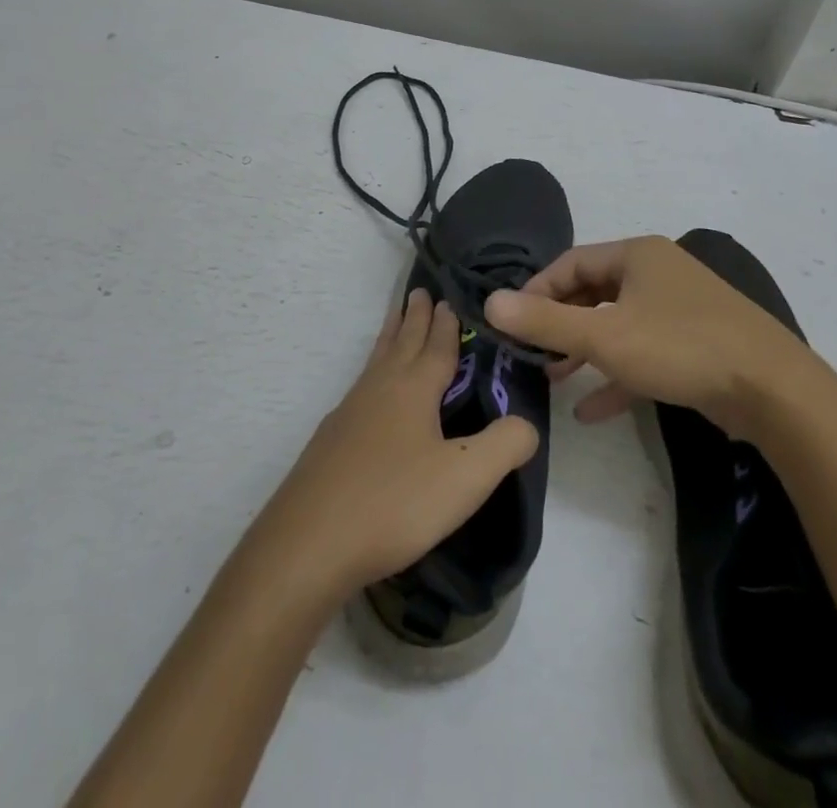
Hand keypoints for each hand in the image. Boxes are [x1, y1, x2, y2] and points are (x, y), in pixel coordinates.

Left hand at [251, 289, 538, 604]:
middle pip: (401, 342)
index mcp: (414, 389)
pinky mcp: (330, 441)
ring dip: (390, 336)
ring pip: (376, 361)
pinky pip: (361, 387)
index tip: (448, 298)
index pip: (436, 346)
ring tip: (395, 320)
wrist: (308, 545)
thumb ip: (505, 445)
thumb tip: (528, 423)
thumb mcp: (465, 477)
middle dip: (414, 317)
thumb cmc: (394, 503)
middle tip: (419, 291)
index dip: (445, 324)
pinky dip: (373, 371)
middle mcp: (380, 389)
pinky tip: (369, 393)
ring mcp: (349, 413)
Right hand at [484, 234, 805, 439]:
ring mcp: (680, 309)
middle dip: (561, 323)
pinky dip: (617, 375)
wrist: (773, 390)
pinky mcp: (695, 344)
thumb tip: (489, 301)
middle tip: (531, 352)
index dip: (537, 290)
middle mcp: (658, 273)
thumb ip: (546, 320)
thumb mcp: (605, 335)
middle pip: (594, 292)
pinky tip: (591, 411)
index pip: (571, 263)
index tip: (512, 322)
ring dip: (585, 350)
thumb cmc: (680, 348)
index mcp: (637, 255)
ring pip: (618, 324)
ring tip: (554, 378)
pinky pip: (645, 353)